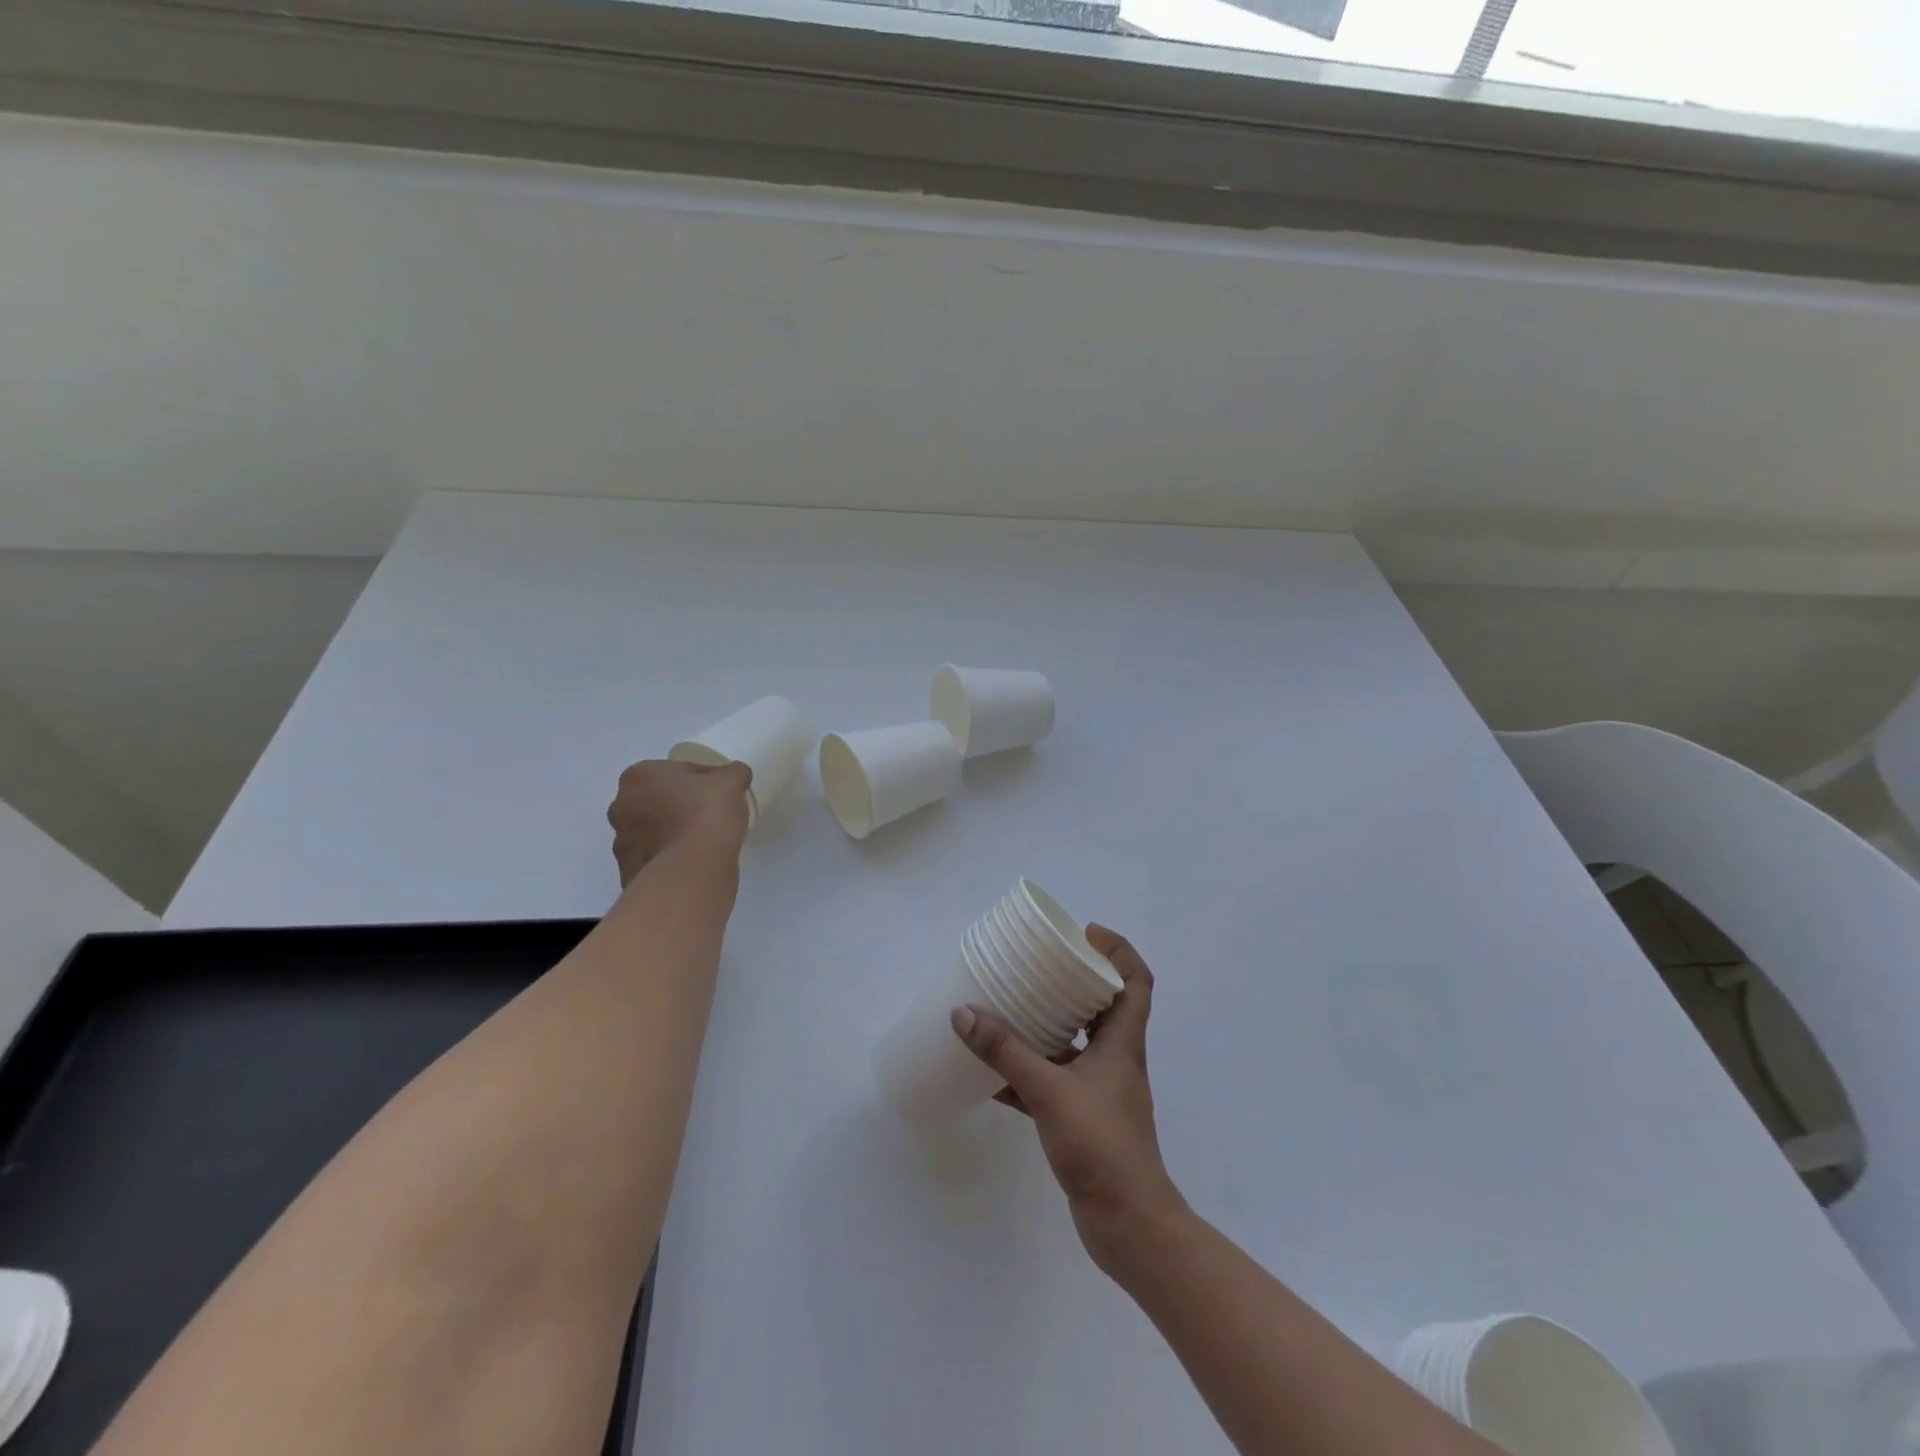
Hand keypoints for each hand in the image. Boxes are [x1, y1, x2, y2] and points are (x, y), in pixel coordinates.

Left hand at [607, 759, 751, 887]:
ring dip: (669, 832)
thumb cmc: (707, 814)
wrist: (693, 869)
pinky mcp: (627, 870)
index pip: (677, 771)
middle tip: (708, 816)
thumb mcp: (731, 782)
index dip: (702, 780)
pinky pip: (651, 857)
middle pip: (658, 799)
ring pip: (651, 830)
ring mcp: (620, 840)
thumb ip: (733, 773)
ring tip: (700, 842)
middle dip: (678, 805)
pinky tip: (690, 862)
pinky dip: (667, 857)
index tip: (719, 793)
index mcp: (639, 776)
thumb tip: (736, 774)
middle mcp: (620, 805)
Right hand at [950, 926, 1187, 1271]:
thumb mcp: (1050, 1091)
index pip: (1136, 981)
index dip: (1118, 950)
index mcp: (1123, 1042)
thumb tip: (964, 1012)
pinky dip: (1026, 1072)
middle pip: (1103, 1005)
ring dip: (1047, 1025)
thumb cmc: (1102, 1146)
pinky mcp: (1082, 1118)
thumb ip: (1007, 1052)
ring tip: (1009, 1006)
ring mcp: (1100, 1091)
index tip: (1084, 934)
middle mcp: (1116, 1059)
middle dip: (1074, 981)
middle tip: (1038, 964)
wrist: (1128, 1226)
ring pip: (1075, 1043)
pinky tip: (991, 1073)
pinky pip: (1052, 1081)